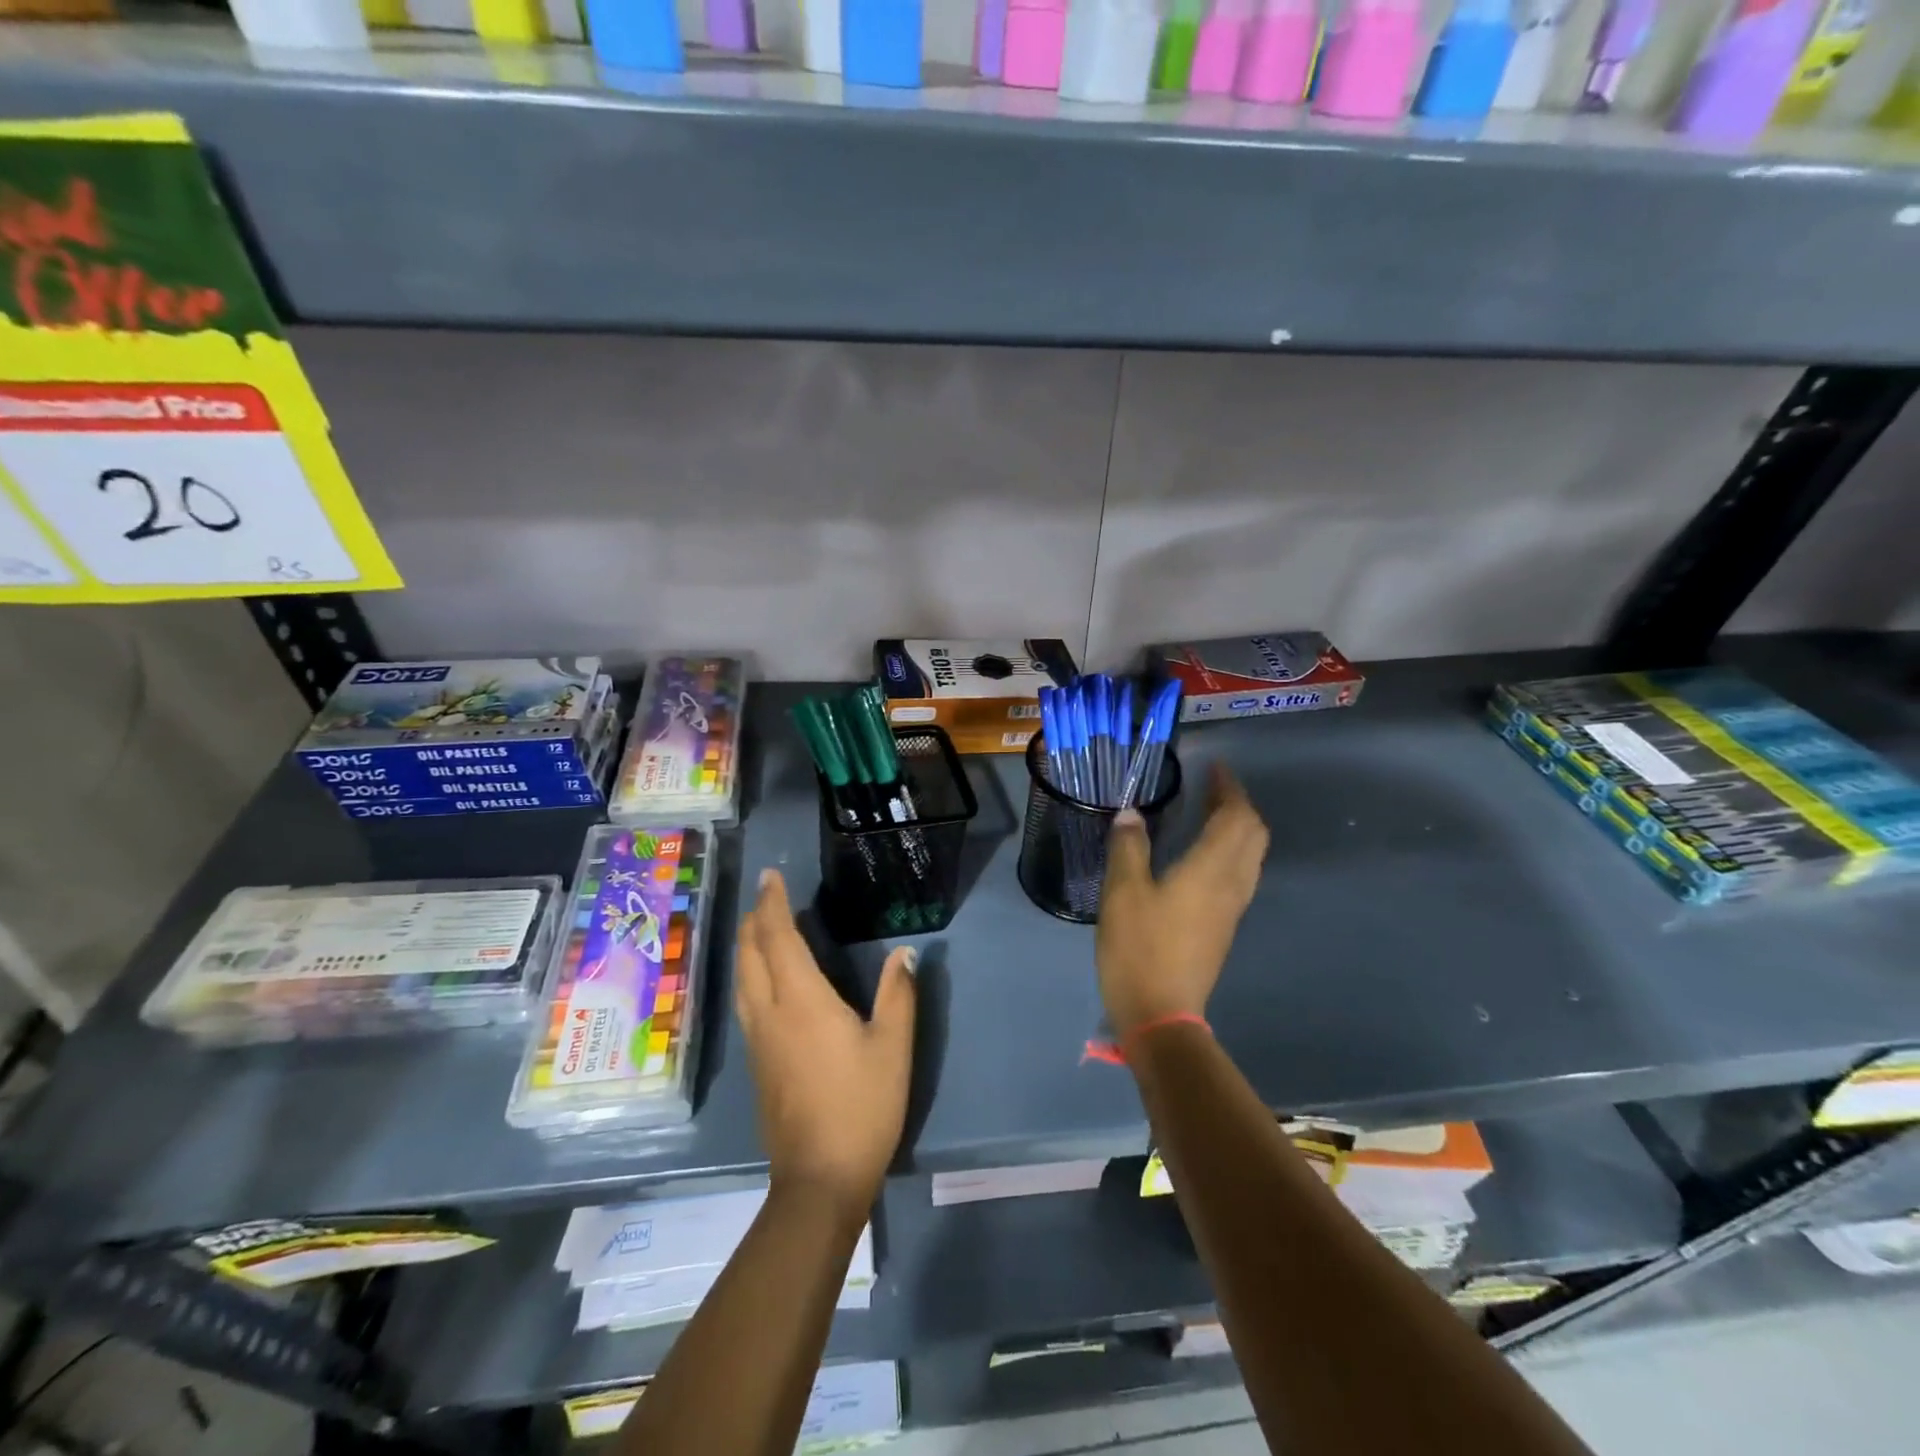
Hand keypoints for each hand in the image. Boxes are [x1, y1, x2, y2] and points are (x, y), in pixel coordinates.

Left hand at [735, 869, 916, 1216]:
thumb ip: (898, 995)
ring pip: (742, 979)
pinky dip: (750, 974)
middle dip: (755, 920)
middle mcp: (770, 1013)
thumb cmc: (861, 1107)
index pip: (779, 938)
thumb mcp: (893, 1048)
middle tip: (765, 895)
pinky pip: (745, 1001)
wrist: (819, 1180)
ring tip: (759, 927)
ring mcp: (758, 1040)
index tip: (772, 877)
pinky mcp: (757, 1064)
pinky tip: (762, 980)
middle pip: (751, 955)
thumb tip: (904, 953)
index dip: (773, 905)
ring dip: (748, 946)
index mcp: (802, 1001)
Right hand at [1097, 763, 1269, 1040]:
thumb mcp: (1123, 892)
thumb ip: (1129, 847)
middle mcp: (1232, 884)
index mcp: (1211, 869)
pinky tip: (1200, 853)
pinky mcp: (1223, 926)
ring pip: (1250, 855)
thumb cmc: (1140, 948)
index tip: (1214, 767)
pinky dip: (1229, 850)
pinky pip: (1239, 873)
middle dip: (1238, 805)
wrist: (1161, 1014)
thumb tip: (1131, 813)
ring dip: (1237, 827)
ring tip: (1207, 813)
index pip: (1237, 817)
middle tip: (1211, 788)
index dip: (1230, 788)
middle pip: (1253, 834)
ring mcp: (1232, 908)